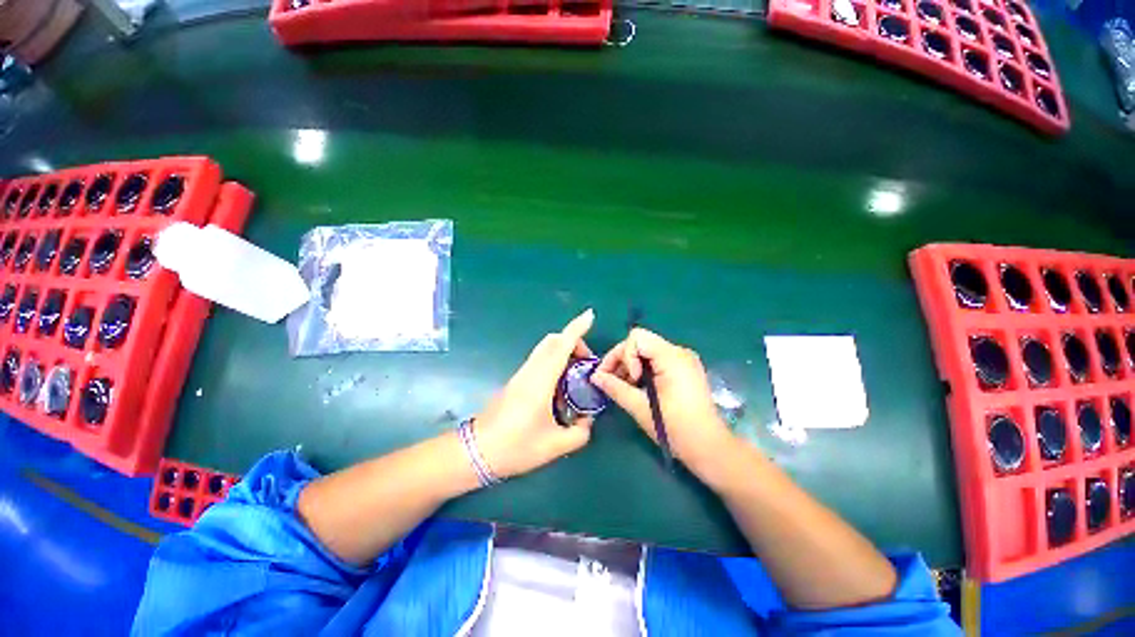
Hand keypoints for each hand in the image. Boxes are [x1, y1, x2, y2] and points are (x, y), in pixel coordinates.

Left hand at [474, 309, 596, 479]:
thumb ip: (579, 433)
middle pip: (553, 341)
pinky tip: (560, 388)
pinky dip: (554, 362)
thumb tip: (587, 421)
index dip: (577, 328)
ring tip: (577, 375)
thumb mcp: (554, 445)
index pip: (561, 345)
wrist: (477, 452)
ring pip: (545, 349)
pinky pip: (540, 361)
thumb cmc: (516, 447)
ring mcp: (522, 375)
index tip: (590, 316)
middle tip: (587, 363)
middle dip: (573, 342)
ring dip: (563, 352)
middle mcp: (531, 371)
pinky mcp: (516, 381)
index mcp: (541, 381)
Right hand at [591, 328, 735, 475]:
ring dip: (631, 365)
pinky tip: (638, 387)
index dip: (623, 355)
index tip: (627, 380)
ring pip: (646, 350)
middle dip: (622, 359)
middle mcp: (679, 352)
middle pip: (640, 342)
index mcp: (672, 357)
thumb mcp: (640, 407)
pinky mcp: (684, 369)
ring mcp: (683, 359)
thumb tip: (595, 377)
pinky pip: (656, 360)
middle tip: (612, 382)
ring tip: (625, 388)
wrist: (709, 448)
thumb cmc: (675, 429)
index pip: (636, 338)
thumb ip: (615, 388)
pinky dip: (642, 369)